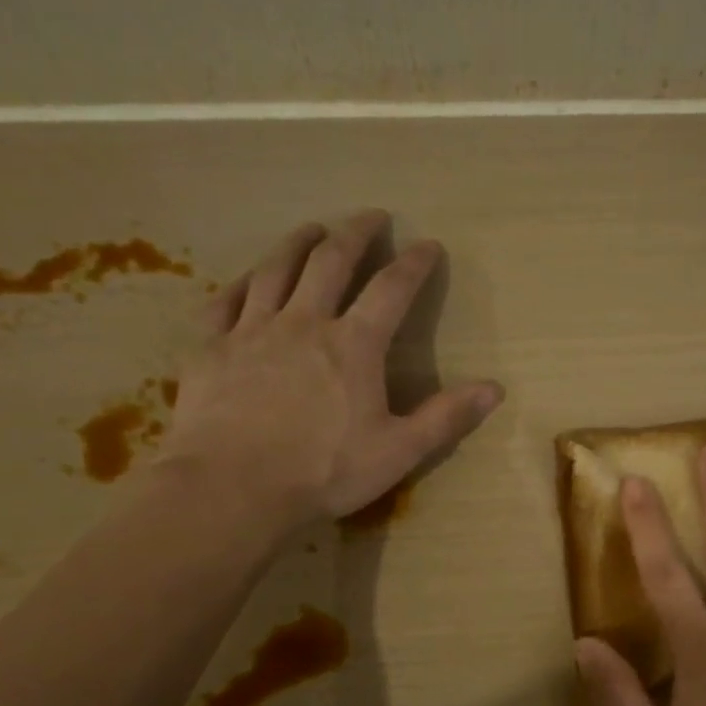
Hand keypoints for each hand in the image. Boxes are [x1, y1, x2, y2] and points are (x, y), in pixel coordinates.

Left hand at [157, 210, 502, 528]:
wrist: (231, 489)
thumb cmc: (323, 473)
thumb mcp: (398, 451)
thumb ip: (445, 417)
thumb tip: (494, 389)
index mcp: (354, 345)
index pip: (391, 289)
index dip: (414, 264)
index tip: (429, 245)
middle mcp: (304, 323)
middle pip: (331, 261)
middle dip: (356, 234)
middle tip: (371, 216)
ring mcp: (252, 330)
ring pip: (276, 269)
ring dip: (298, 242)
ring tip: (313, 228)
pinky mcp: (211, 348)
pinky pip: (226, 301)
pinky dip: (242, 282)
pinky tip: (249, 278)